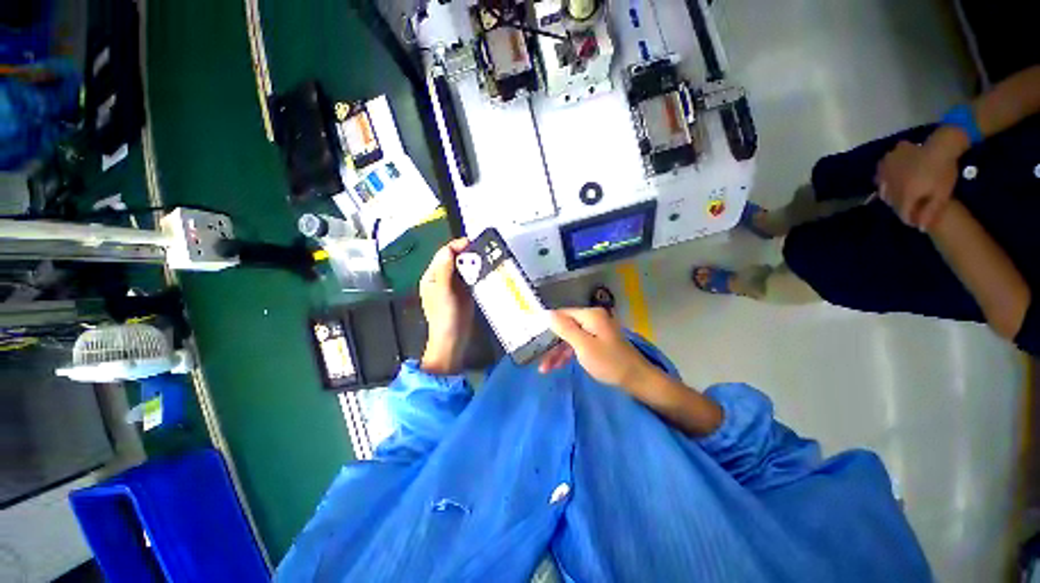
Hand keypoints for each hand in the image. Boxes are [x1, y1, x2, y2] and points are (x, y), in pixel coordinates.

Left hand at [419, 238, 473, 374]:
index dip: (457, 246)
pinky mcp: (466, 292)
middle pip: (455, 259)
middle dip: (467, 253)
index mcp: (433, 276)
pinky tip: (486, 271)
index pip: (444, 254)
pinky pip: (472, 277)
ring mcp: (455, 285)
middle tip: (483, 252)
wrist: (453, 339)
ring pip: (465, 267)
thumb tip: (448, 248)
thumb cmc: (445, 317)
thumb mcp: (443, 292)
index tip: (472, 243)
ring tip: (486, 258)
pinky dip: (478, 273)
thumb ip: (445, 270)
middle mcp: (443, 278)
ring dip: (474, 262)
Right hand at [539, 308, 654, 389]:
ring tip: (545, 369)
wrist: (637, 380)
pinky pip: (577, 344)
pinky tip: (557, 365)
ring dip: (557, 352)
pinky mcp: (596, 342)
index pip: (562, 314)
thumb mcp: (583, 346)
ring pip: (570, 338)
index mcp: (590, 315)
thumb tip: (547, 313)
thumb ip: (565, 328)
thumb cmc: (609, 362)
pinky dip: (568, 354)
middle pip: (565, 327)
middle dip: (551, 345)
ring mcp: (595, 331)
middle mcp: (592, 319)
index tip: (533, 338)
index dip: (547, 325)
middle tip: (540, 362)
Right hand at [875, 128, 965, 230]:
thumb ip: (930, 213)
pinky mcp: (886, 163)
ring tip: (903, 192)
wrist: (942, 146)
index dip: (909, 219)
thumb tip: (919, 229)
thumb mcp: (943, 194)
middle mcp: (892, 186)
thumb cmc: (944, 171)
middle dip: (901, 206)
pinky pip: (880, 175)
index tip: (917, 220)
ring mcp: (887, 173)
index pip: (902, 214)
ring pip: (883, 189)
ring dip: (890, 194)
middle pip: (892, 203)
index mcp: (906, 194)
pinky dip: (884, 180)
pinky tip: (893, 179)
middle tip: (913, 205)